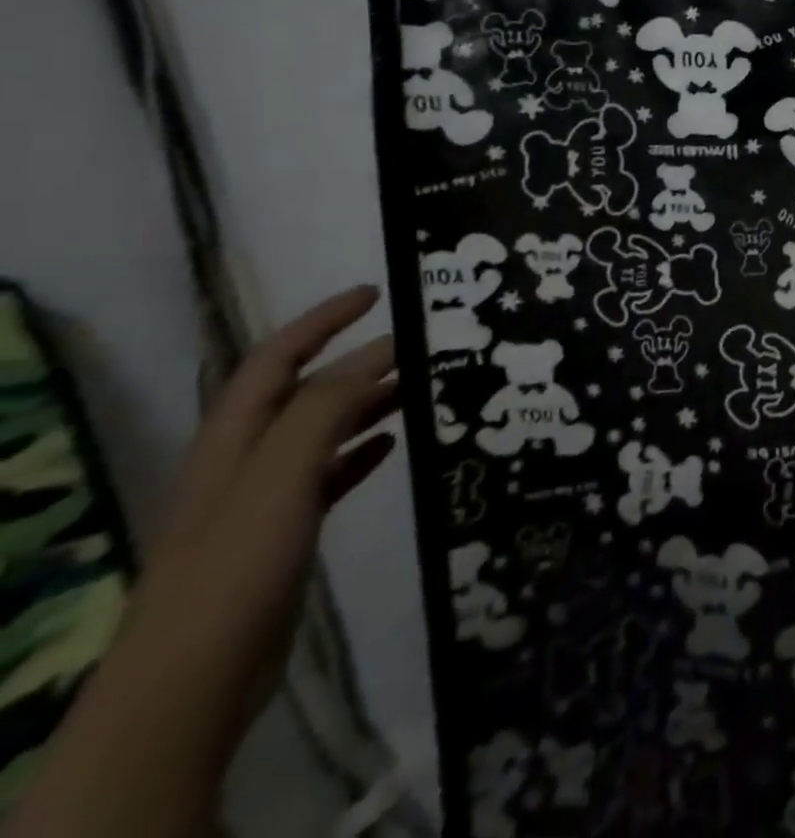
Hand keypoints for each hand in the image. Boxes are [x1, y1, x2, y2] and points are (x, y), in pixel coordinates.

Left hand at [6, 286, 396, 837]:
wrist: (190, 684)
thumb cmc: (234, 566)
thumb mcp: (279, 476)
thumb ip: (324, 409)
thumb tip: (378, 352)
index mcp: (234, 440)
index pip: (275, 359)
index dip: (320, 321)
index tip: (374, 294)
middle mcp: (244, 461)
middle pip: (301, 392)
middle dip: (355, 360)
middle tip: (420, 343)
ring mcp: (262, 500)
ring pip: (319, 431)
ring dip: (365, 402)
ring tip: (420, 385)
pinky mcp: (283, 533)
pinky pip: (328, 473)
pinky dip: (361, 450)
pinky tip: (394, 443)